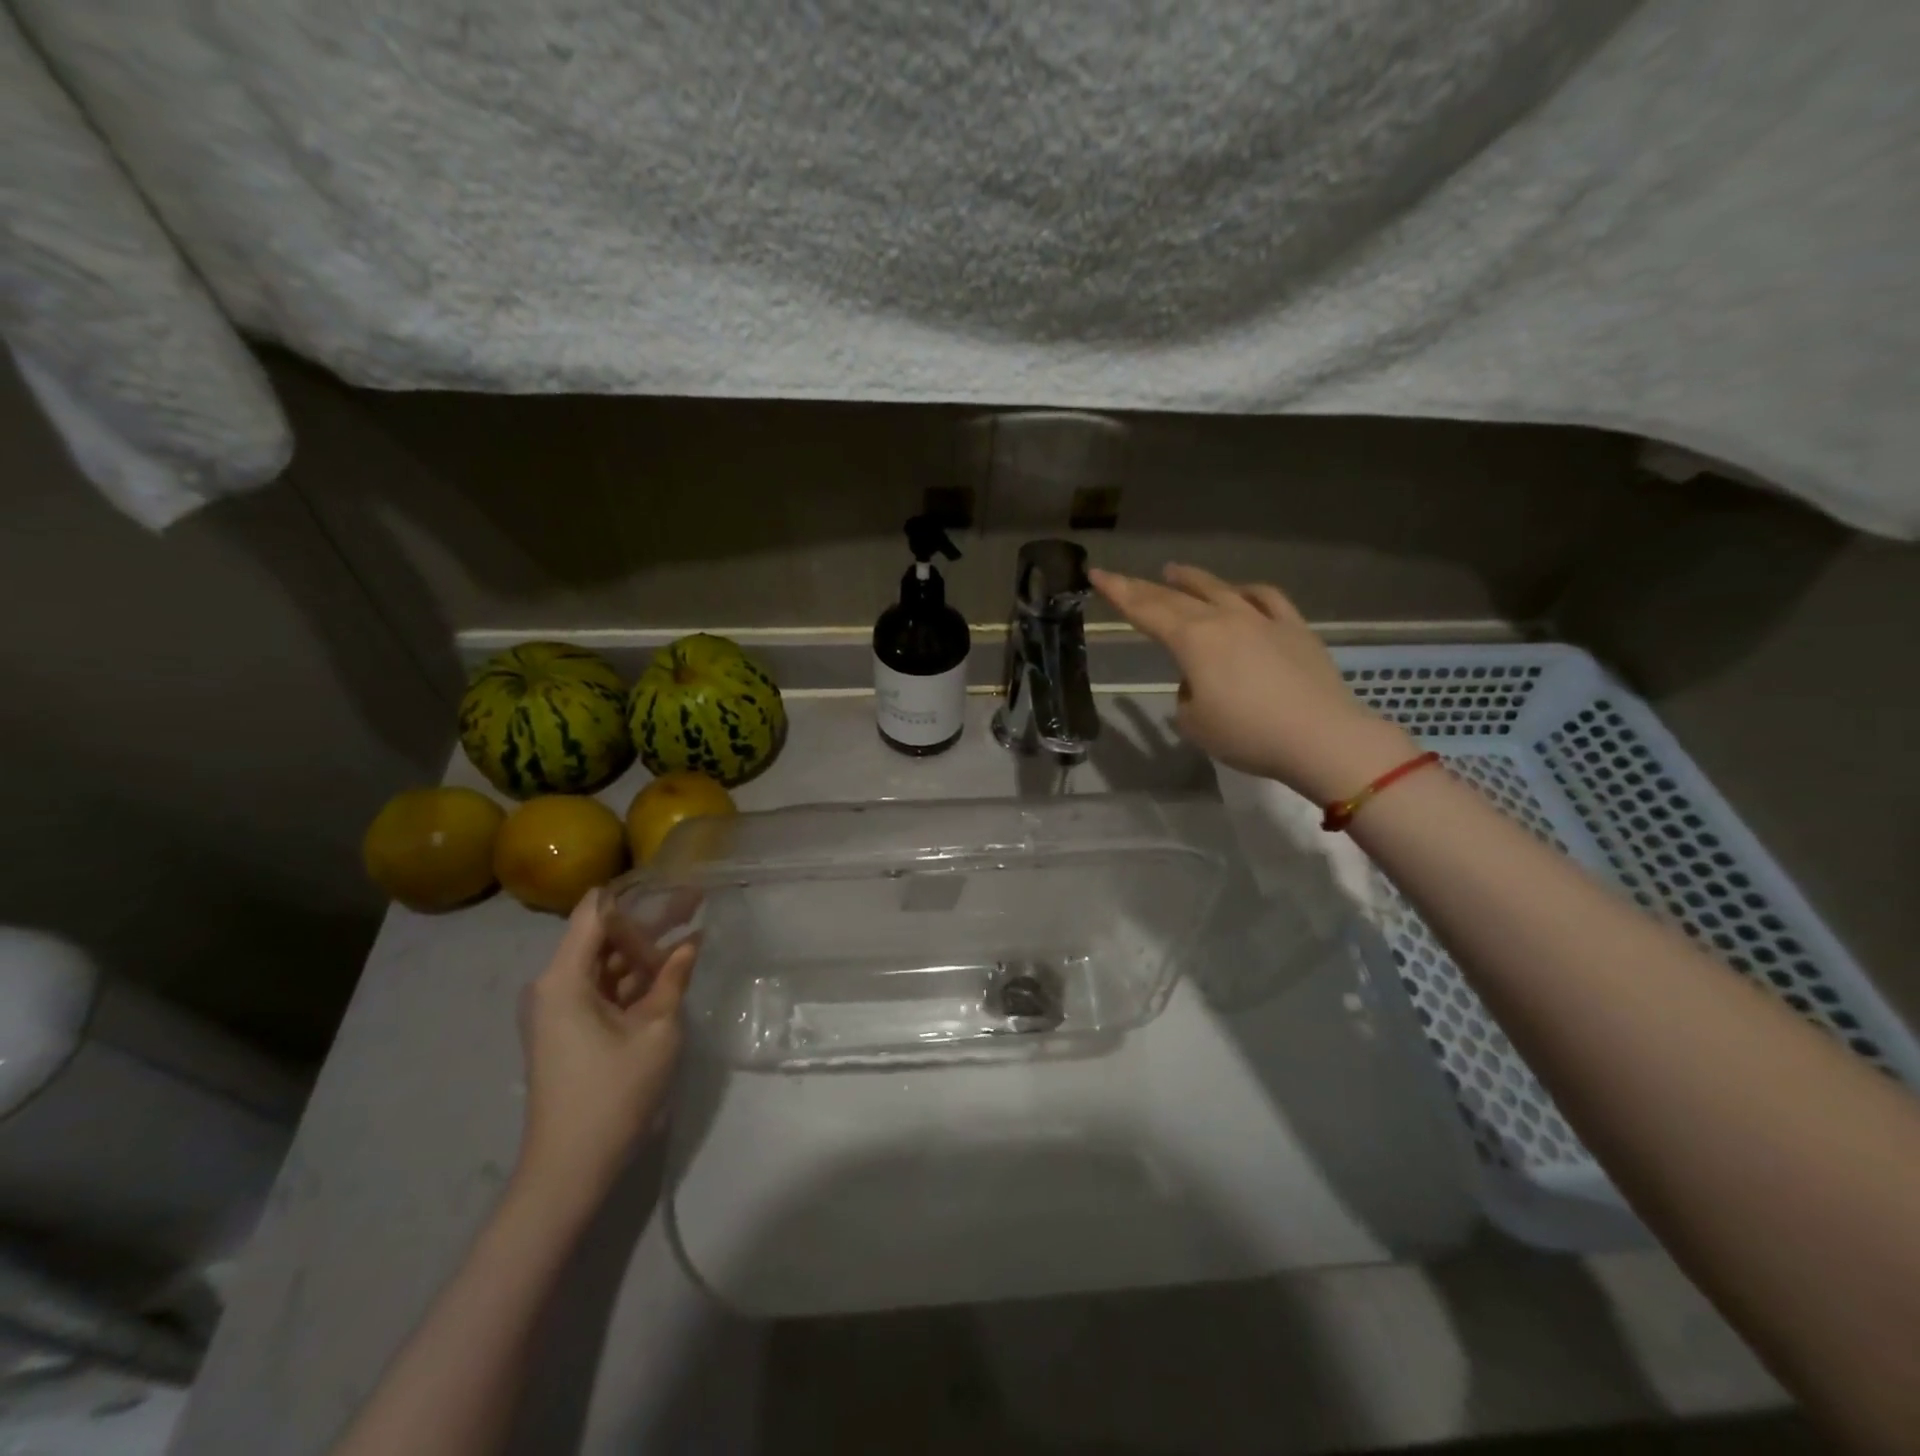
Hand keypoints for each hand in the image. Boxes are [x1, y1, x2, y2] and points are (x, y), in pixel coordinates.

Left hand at [514, 892, 696, 1201]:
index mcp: (563, 978)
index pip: (594, 911)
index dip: (633, 892)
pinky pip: (602, 988)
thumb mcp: (656, 1029)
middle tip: (695, 901)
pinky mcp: (568, 1028)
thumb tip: (691, 942)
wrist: (570, 1168)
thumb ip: (672, 978)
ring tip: (691, 928)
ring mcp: (558, 1008)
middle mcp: (553, 985)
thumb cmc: (613, 1093)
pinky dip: (634, 978)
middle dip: (648, 920)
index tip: (672, 879)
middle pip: (601, 935)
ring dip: (644, 950)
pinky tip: (671, 969)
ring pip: (605, 962)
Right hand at [1089, 563, 1413, 801]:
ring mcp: (1262, 619)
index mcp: (1192, 640)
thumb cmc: (1248, 734)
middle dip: (1144, 587)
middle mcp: (1224, 618)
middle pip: (1176, 597)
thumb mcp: (1195, 723)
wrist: (1321, 738)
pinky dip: (1245, 592)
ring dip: (1192, 580)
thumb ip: (1186, 695)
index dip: (1118, 593)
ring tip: (1173, 571)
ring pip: (1219, 589)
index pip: (1145, 610)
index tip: (1096, 574)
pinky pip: (1266, 598)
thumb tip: (1198, 681)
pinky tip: (1240, 592)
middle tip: (1122, 578)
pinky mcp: (1294, 629)